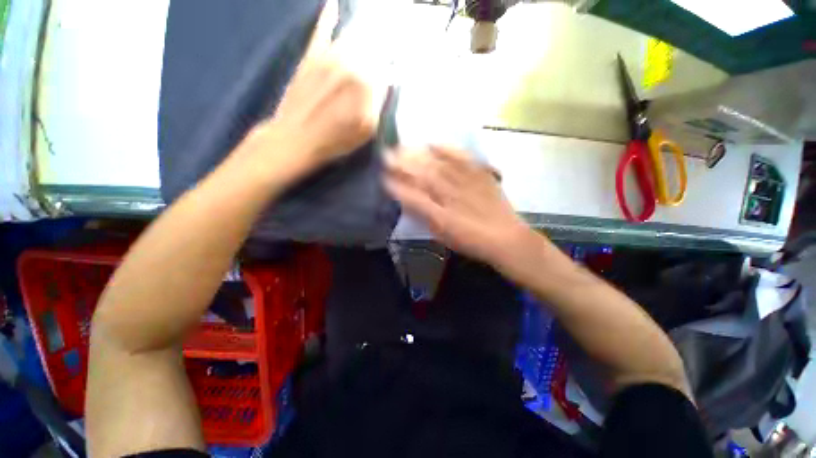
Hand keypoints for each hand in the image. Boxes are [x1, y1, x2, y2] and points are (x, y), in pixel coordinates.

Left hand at [264, 0, 383, 172]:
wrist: (295, 138)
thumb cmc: (336, 140)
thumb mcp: (367, 129)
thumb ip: (379, 102)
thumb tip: (387, 80)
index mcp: (365, 81)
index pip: (389, 65)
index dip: (396, 64)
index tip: (401, 63)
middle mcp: (349, 61)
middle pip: (373, 45)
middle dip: (385, 43)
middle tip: (393, 40)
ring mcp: (328, 55)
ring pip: (353, 35)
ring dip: (366, 30)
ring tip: (377, 25)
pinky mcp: (311, 55)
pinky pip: (322, 29)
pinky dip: (328, 16)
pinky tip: (334, 5)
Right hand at [385, 145, 531, 266]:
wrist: (505, 237)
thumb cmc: (471, 240)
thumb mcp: (443, 235)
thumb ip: (424, 218)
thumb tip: (407, 201)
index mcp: (440, 215)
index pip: (412, 197)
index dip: (396, 186)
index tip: (382, 177)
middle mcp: (451, 195)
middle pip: (422, 176)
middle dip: (402, 164)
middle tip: (387, 154)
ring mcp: (465, 183)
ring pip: (437, 165)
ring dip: (417, 155)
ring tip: (402, 146)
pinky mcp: (479, 174)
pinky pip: (461, 158)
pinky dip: (446, 149)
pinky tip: (433, 143)